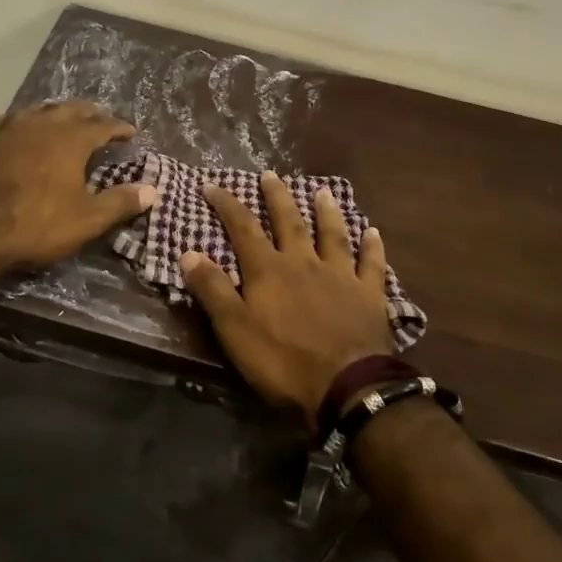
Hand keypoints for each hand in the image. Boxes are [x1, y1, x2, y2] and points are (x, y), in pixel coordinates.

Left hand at [0, 102, 158, 274]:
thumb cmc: (36, 223)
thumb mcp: (86, 220)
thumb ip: (120, 203)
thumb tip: (152, 190)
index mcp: (71, 139)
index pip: (103, 126)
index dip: (119, 128)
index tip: (131, 131)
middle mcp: (43, 125)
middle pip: (72, 109)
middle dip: (90, 112)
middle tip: (102, 118)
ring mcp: (11, 130)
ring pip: (39, 110)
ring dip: (56, 112)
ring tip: (64, 116)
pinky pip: (8, 121)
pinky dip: (21, 122)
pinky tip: (18, 128)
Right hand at [179, 171, 395, 422]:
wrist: (347, 387)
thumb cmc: (283, 361)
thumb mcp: (235, 330)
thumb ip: (212, 289)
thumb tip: (188, 252)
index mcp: (269, 270)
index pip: (243, 228)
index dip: (227, 205)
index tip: (212, 185)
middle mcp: (304, 262)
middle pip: (289, 221)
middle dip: (277, 196)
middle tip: (270, 174)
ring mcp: (340, 276)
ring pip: (332, 234)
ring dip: (326, 211)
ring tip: (322, 191)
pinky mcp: (369, 295)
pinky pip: (371, 264)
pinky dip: (372, 246)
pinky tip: (373, 232)